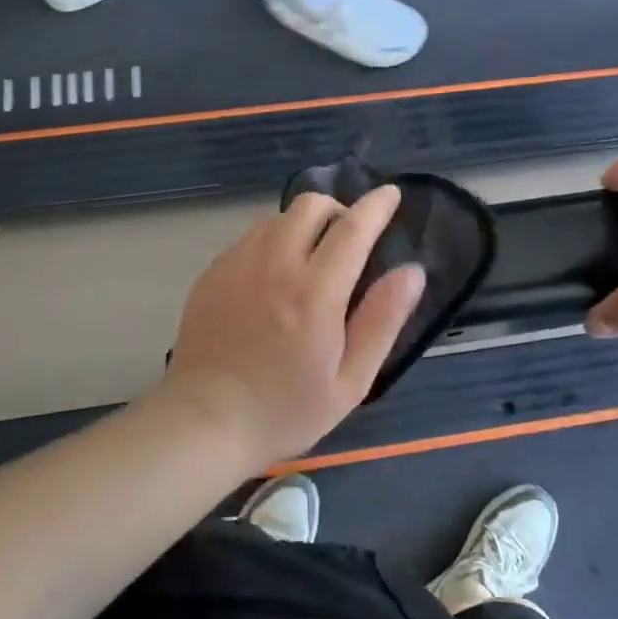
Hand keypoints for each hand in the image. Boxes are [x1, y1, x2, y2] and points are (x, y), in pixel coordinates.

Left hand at [167, 187, 426, 464]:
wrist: (206, 423)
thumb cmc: (286, 410)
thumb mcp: (350, 380)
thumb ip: (382, 320)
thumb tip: (411, 272)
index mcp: (315, 291)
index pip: (353, 228)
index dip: (376, 206)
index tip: (390, 194)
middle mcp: (275, 264)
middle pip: (311, 205)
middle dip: (338, 209)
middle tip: (348, 239)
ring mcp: (237, 264)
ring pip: (277, 217)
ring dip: (302, 225)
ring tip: (309, 258)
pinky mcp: (212, 273)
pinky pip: (249, 238)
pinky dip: (271, 242)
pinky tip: (272, 277)